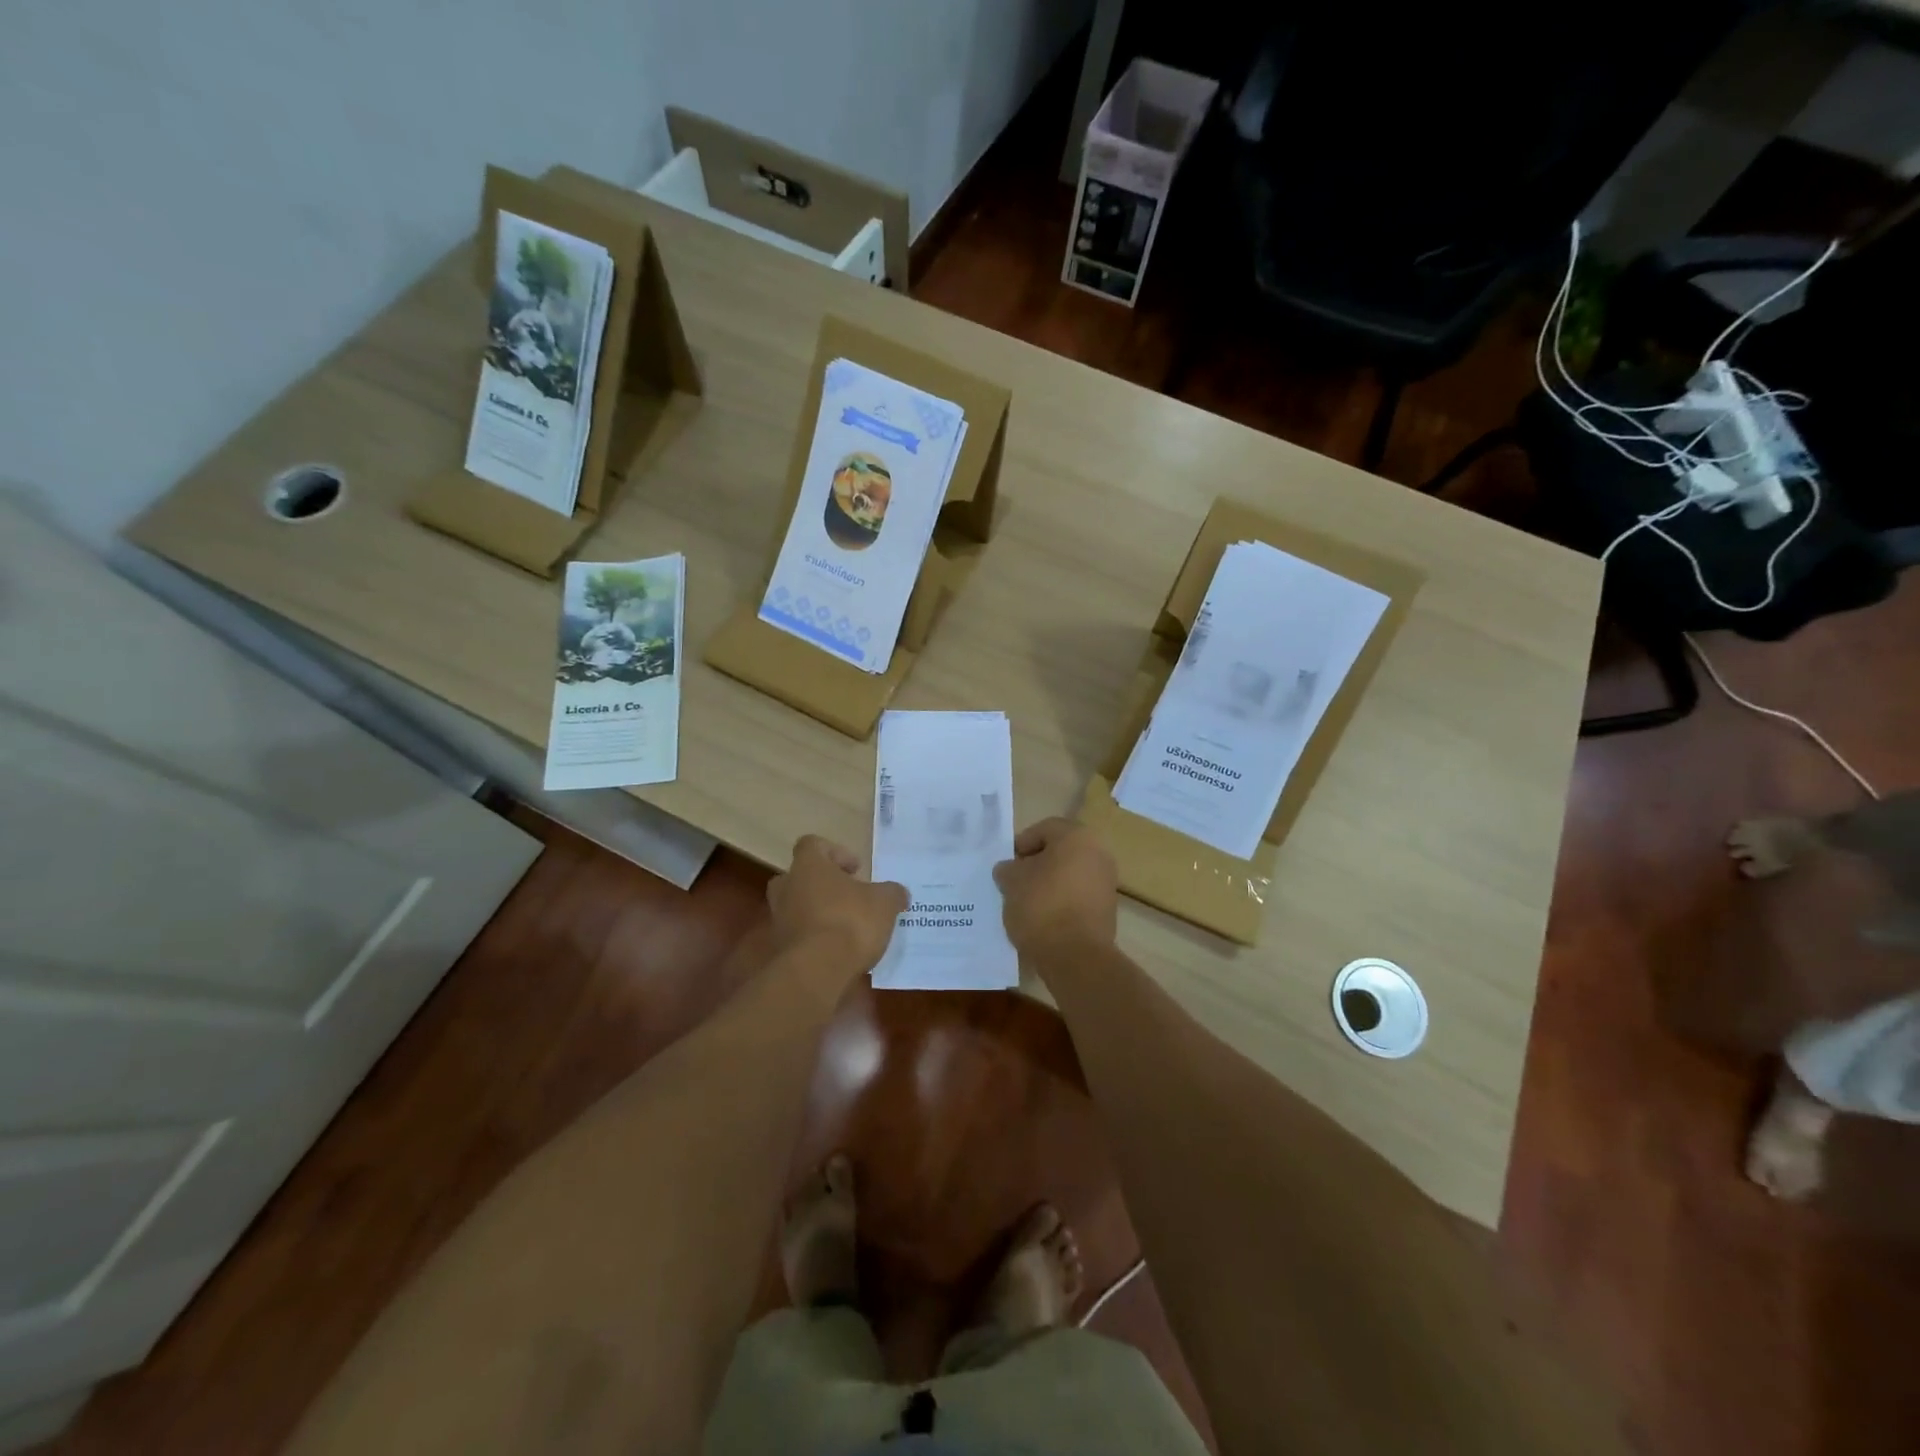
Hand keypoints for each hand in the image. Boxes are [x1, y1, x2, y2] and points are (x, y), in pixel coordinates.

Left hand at [766, 835, 907, 976]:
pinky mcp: (780, 949)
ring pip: (798, 907)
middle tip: (848, 896)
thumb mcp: (884, 903)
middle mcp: (787, 888)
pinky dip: (816, 939)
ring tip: (847, 928)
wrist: (816, 971)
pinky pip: (799, 935)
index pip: (812, 844)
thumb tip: (898, 893)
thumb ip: (891, 893)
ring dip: (819, 913)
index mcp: (809, 866)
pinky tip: (839, 951)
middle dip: (823, 884)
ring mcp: (779, 919)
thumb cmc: (850, 922)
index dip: (836, 853)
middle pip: (800, 876)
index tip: (856, 870)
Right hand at [993, 818, 1118, 959]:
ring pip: (1069, 874)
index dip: (1021, 844)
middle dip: (1036, 864)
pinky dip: (1061, 901)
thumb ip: (1008, 868)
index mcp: (1077, 837)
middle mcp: (1099, 853)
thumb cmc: (1042, 906)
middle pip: (1060, 851)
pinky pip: (1078, 895)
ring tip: (1026, 903)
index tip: (1008, 865)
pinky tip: (1044, 918)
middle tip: (1015, 881)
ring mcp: (1106, 882)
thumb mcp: (1011, 882)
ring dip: (1049, 883)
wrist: (1076, 957)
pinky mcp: (1108, 909)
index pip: (1044, 829)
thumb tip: (1010, 869)